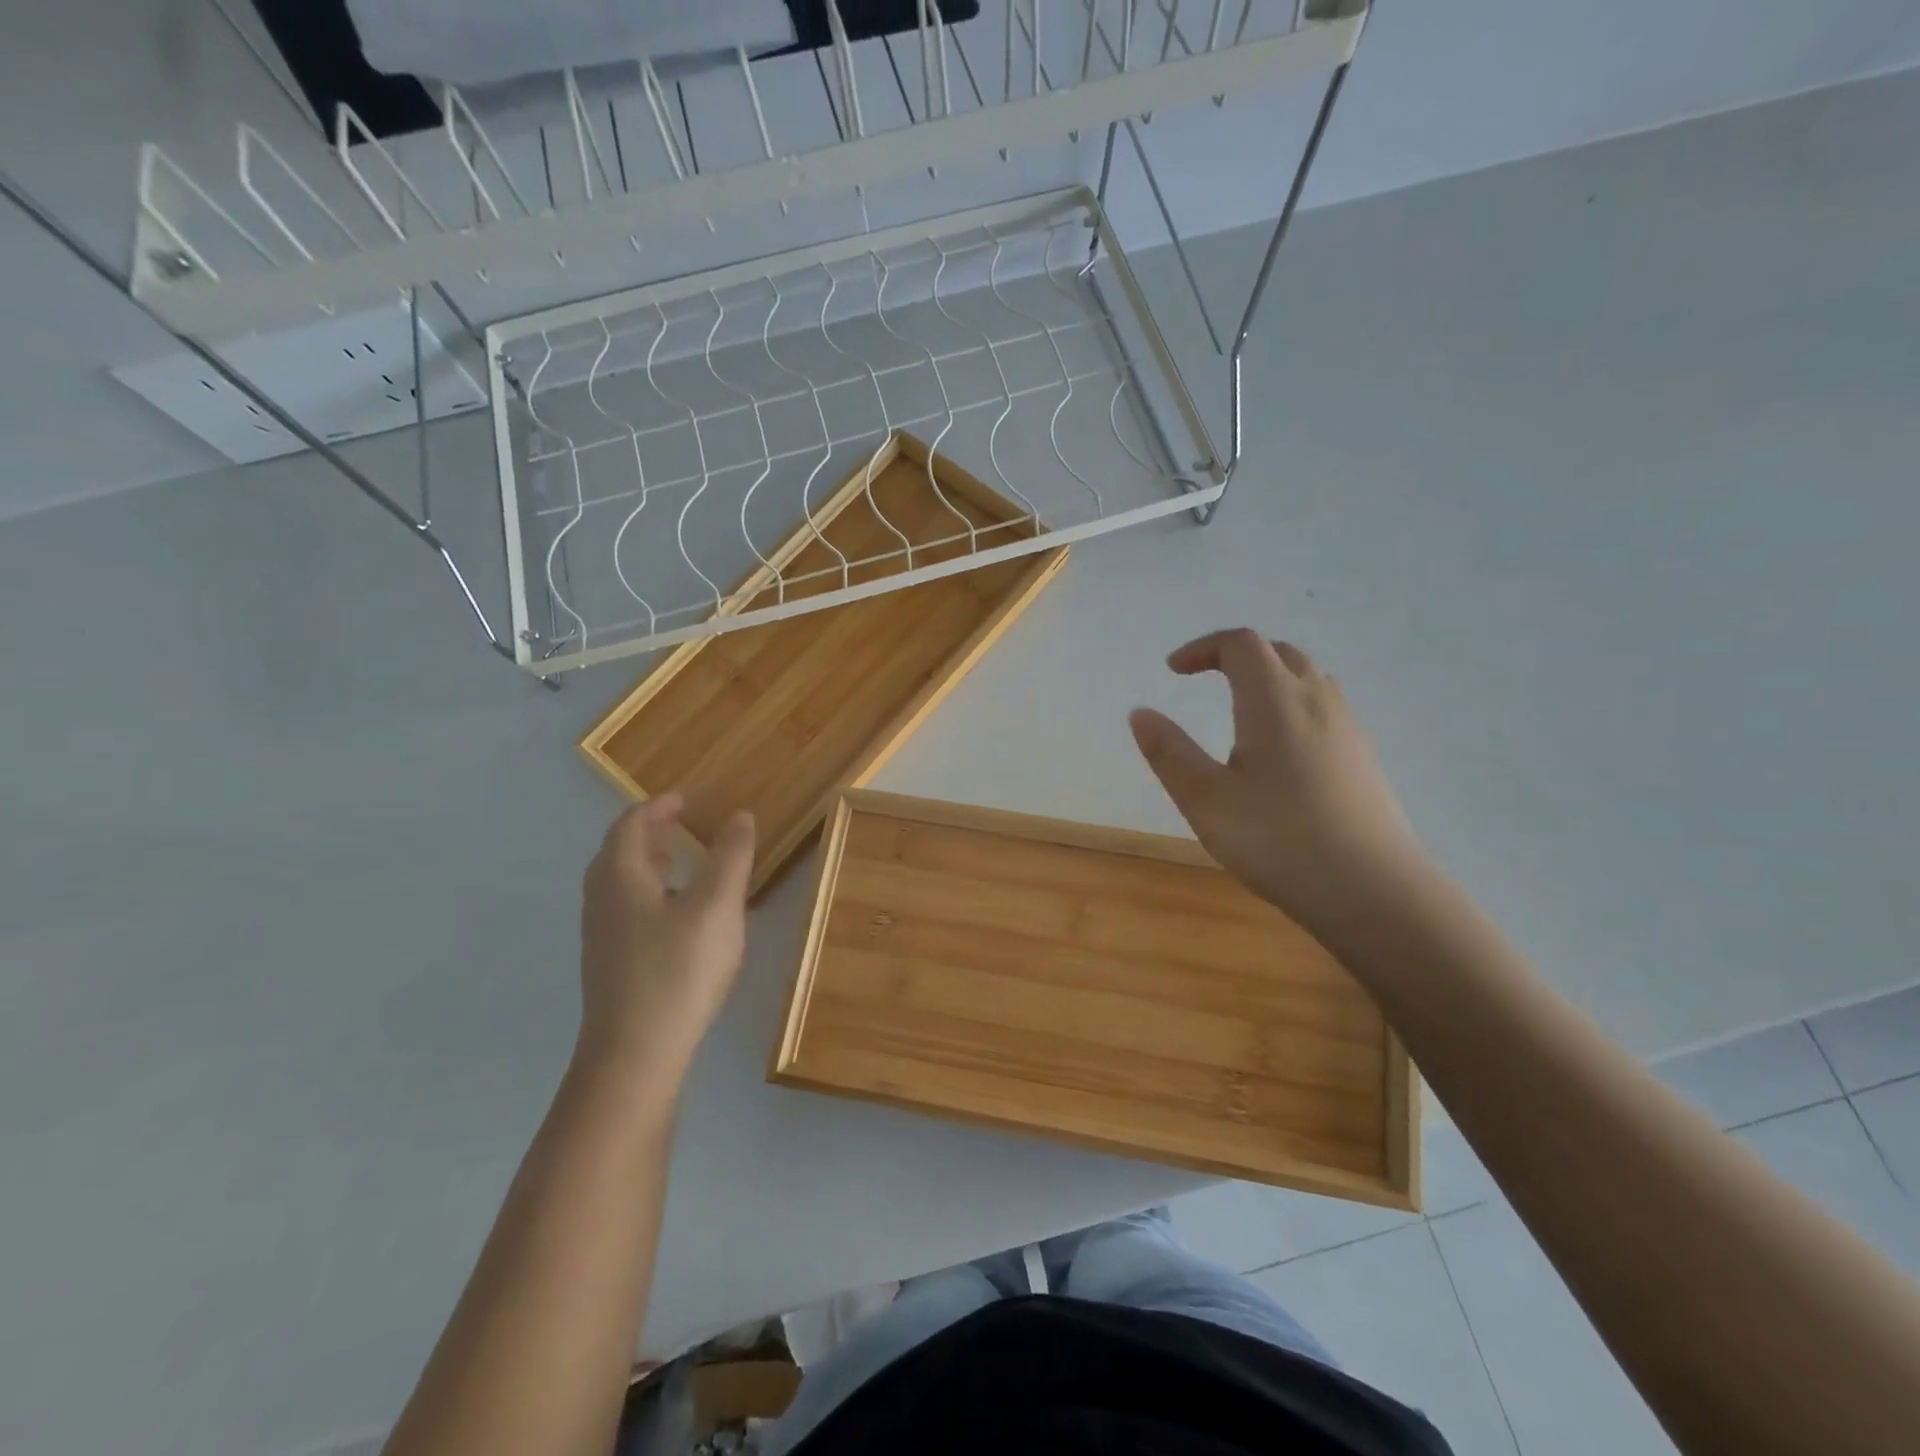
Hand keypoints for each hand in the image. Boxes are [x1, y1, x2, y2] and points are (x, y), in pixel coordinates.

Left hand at [575, 793, 754, 1098]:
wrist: (635, 1054)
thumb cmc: (678, 970)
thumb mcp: (717, 906)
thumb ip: (731, 856)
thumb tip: (739, 816)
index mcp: (620, 876)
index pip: (630, 825)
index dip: (658, 807)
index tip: (686, 799)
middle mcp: (601, 900)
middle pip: (618, 852)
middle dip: (649, 832)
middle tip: (682, 824)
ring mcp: (601, 935)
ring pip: (619, 883)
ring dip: (648, 863)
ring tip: (679, 861)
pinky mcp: (610, 964)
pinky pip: (625, 909)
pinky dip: (648, 892)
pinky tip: (676, 915)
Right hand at [1129, 629, 1428, 934]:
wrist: (1373, 891)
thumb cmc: (1278, 840)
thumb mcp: (1206, 801)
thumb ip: (1169, 753)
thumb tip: (1140, 713)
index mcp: (1274, 701)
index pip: (1240, 645)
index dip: (1203, 648)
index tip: (1173, 671)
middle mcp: (1317, 701)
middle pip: (1279, 652)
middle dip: (1236, 657)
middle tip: (1204, 681)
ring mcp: (1348, 728)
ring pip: (1308, 679)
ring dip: (1270, 678)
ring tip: (1241, 711)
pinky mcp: (1364, 758)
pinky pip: (1325, 708)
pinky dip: (1294, 706)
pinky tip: (1282, 752)